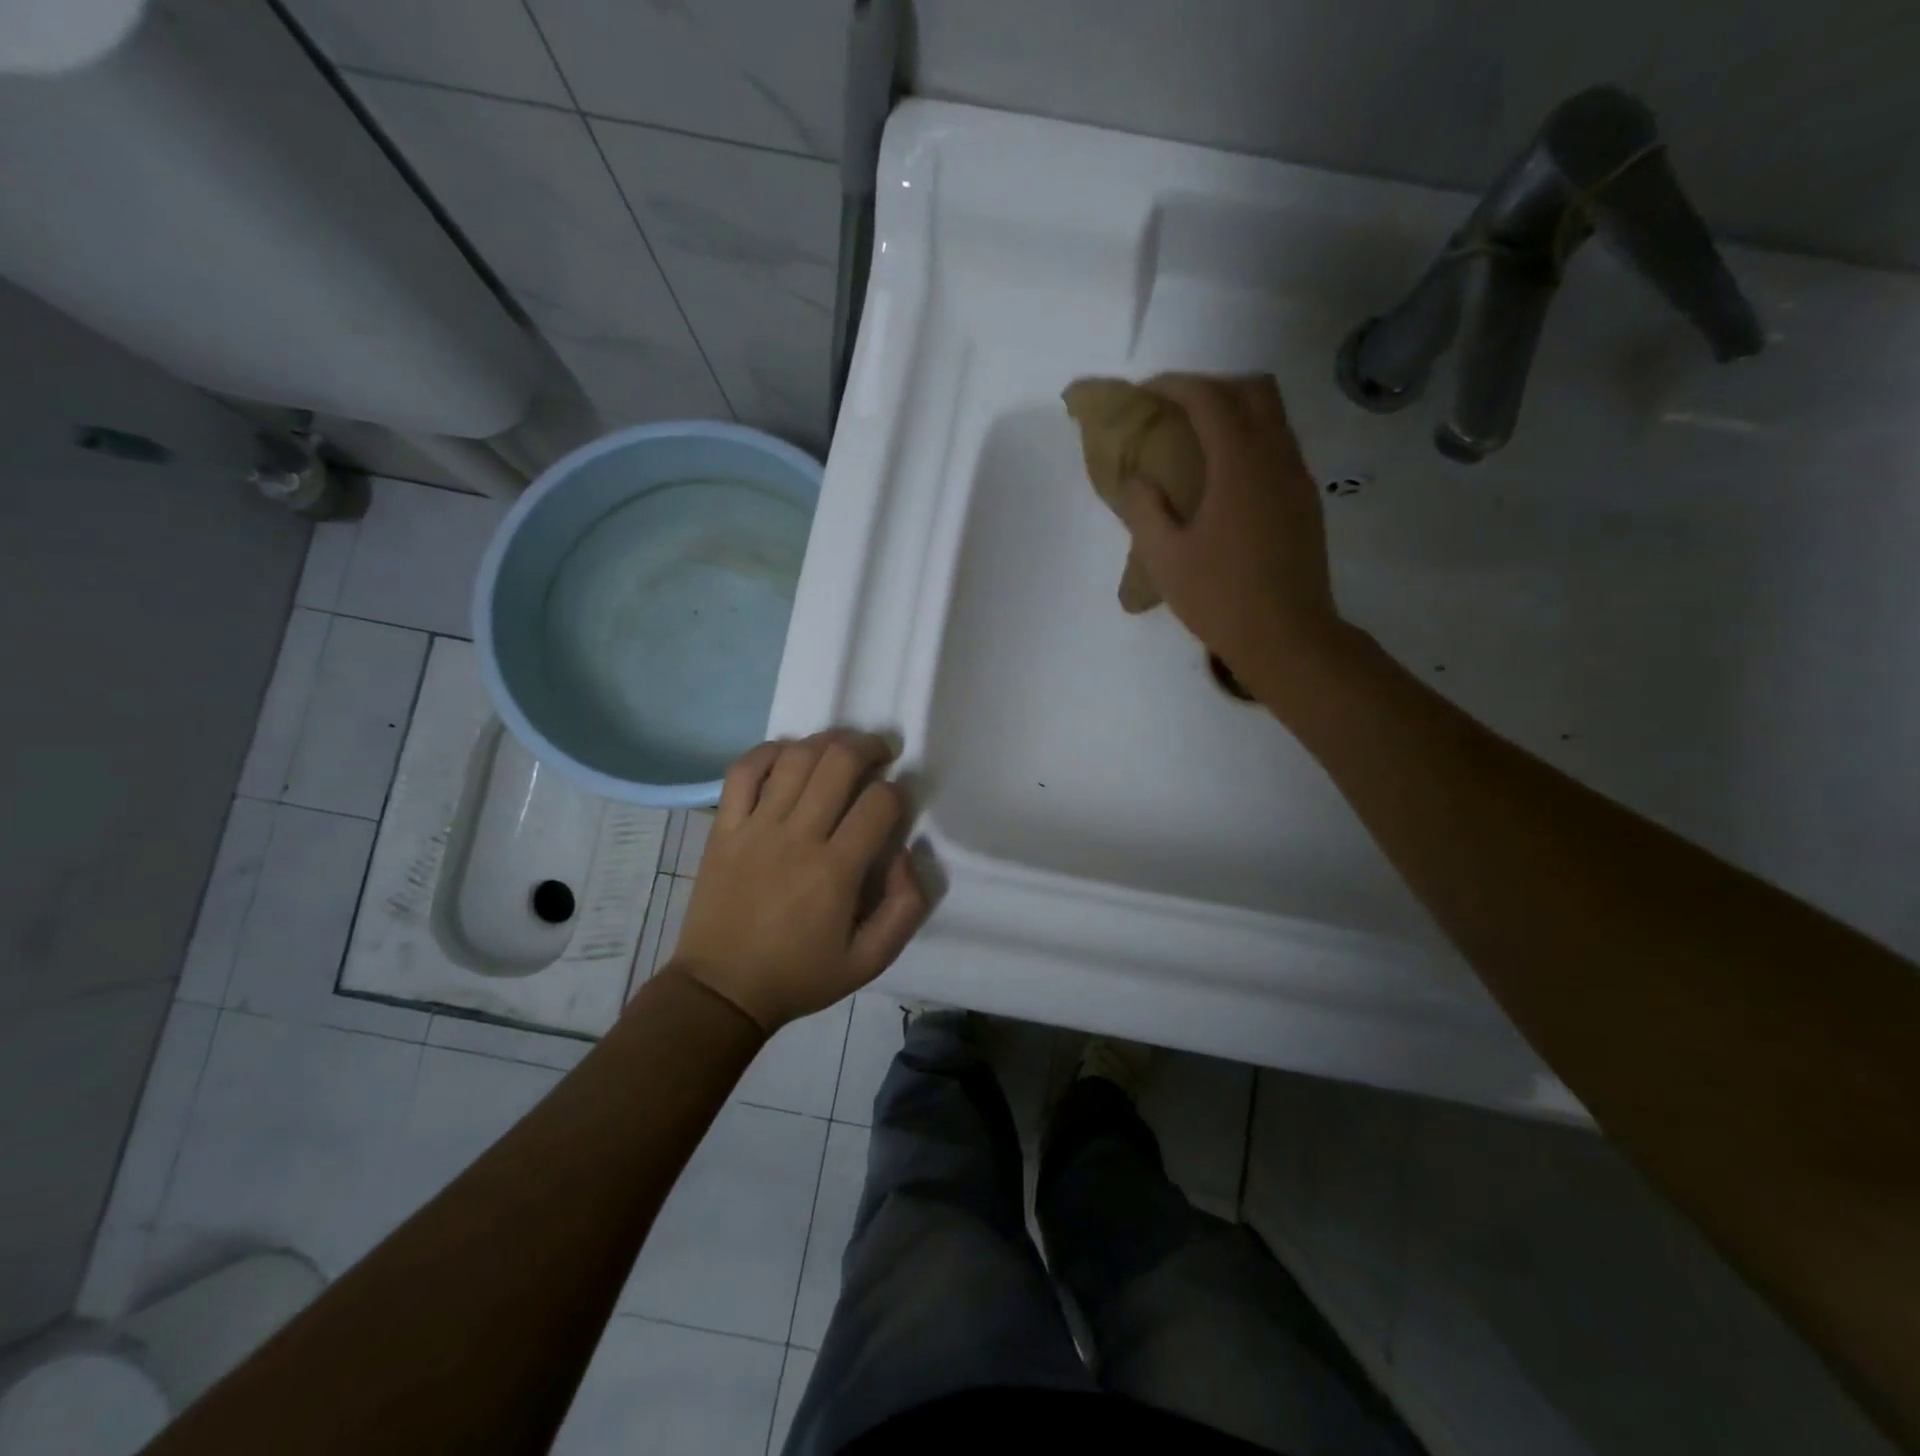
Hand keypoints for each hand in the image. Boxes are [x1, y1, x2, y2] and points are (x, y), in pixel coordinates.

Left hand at [667, 732, 927, 1033]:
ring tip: (842, 748)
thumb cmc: (800, 975)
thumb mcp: (870, 961)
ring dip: (826, 741)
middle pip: (838, 762)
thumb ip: (904, 907)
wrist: (722, 990)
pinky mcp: (724, 827)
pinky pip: (743, 770)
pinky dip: (768, 751)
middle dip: (869, 747)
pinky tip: (788, 754)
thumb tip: (905, 853)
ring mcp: (755, 827)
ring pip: (795, 758)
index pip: (879, 803)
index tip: (897, 802)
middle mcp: (797, 837)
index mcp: (836, 871)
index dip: (898, 792)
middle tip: (881, 753)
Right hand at [1112, 374, 1346, 703]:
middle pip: (1254, 391)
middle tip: (1176, 409)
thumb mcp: (1165, 558)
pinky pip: (1281, 448)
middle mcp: (1277, 458)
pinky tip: (1224, 478)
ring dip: (1236, 412)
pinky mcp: (1306, 503)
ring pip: (1274, 417)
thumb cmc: (1219, 598)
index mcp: (1240, 464)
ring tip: (1197, 441)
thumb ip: (1145, 509)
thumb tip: (1140, 479)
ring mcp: (1298, 479)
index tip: (1147, 392)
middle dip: (1213, 387)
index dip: (1176, 385)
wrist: (1287, 638)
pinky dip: (1251, 441)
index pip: (1210, 399)